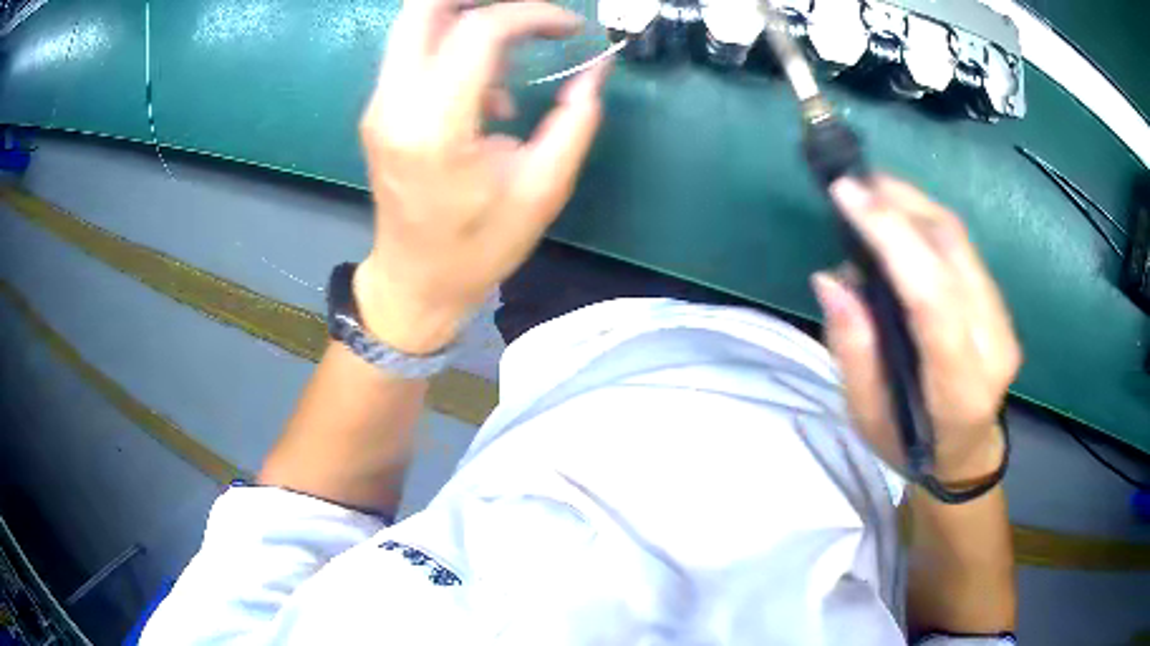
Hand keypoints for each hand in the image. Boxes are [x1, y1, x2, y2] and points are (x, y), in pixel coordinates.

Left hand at [354, 0, 609, 353]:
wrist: (414, 282)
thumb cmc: (478, 247)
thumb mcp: (542, 190)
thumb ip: (576, 121)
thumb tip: (596, 69)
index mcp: (436, 126)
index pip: (479, 30)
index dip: (532, 14)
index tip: (570, 29)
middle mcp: (395, 104)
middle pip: (423, 7)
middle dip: (482, 0)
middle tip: (530, 19)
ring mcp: (379, 105)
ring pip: (416, 23)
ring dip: (470, 21)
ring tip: (514, 60)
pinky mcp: (378, 110)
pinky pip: (415, 51)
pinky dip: (454, 47)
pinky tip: (487, 91)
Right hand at [811, 177, 1021, 484]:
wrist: (965, 454)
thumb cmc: (910, 446)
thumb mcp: (866, 416)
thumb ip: (852, 348)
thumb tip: (832, 278)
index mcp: (960, 388)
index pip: (933, 296)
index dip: (892, 236)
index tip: (847, 195)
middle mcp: (993, 346)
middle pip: (951, 252)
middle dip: (900, 205)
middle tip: (853, 184)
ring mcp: (1004, 321)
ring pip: (960, 240)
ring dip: (913, 204)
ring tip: (871, 190)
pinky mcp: (1001, 305)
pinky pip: (963, 247)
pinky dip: (927, 221)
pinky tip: (900, 215)